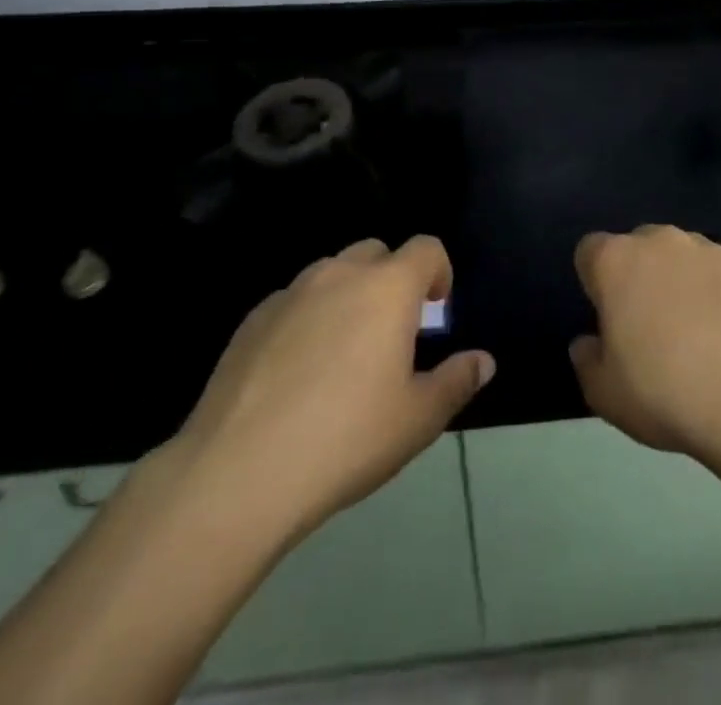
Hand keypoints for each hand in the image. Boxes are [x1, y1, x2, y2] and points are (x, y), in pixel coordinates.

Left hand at [171, 236, 494, 550]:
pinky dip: (306, 319)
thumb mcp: (418, 419)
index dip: (439, 272)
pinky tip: (296, 374)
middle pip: (377, 253)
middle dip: (392, 280)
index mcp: (388, 288)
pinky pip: (293, 302)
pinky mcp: (251, 320)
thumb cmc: (346, 439)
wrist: (237, 473)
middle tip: (392, 334)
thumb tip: (483, 361)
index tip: (436, 312)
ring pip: (331, 273)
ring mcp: (290, 293)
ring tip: (343, 354)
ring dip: (348, 296)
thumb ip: (457, 381)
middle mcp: (340, 274)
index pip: (426, 248)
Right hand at [569, 226, 720, 471]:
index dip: (595, 283)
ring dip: (679, 278)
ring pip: (680, 254)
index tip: (608, 318)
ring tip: (697, 329)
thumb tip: (588, 342)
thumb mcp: (605, 395)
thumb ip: (587, 360)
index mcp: (615, 261)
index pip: (590, 251)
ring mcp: (706, 246)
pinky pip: (719, 266)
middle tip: (649, 326)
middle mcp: (658, 240)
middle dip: (638, 276)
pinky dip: (719, 286)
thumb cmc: (666, 393)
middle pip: (637, 247)